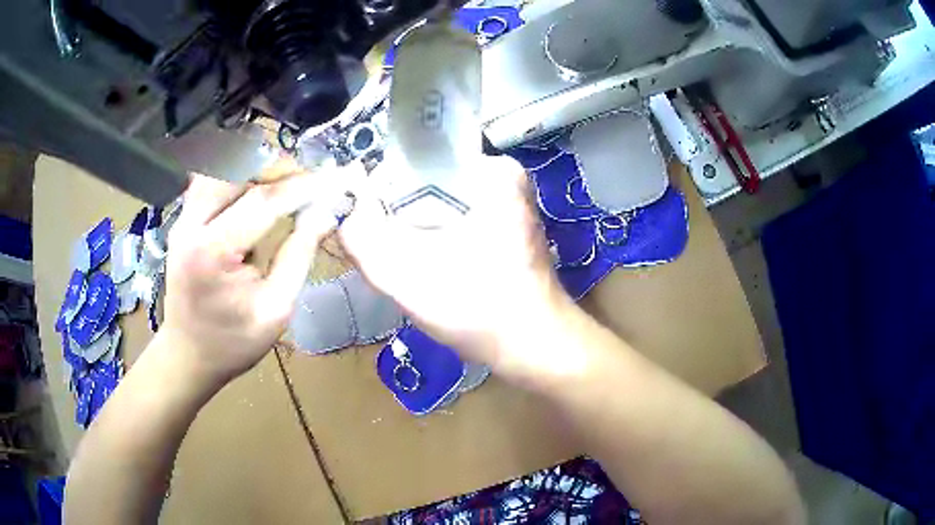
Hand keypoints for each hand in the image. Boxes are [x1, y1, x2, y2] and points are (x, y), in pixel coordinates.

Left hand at [160, 174, 336, 387]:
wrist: (189, 355)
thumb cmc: (233, 342)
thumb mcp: (275, 309)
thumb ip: (299, 255)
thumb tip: (325, 212)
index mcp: (211, 252)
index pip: (261, 201)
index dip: (301, 186)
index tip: (332, 181)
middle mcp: (190, 225)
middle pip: (237, 170)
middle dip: (277, 169)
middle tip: (308, 181)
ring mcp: (183, 219)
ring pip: (222, 168)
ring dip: (256, 168)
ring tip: (284, 183)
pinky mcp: (183, 220)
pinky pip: (212, 180)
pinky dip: (238, 175)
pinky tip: (256, 188)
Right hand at [340, 155, 571, 376]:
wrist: (536, 349)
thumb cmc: (480, 308)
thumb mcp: (407, 275)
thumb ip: (363, 238)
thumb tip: (342, 211)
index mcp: (490, 171)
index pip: (416, 161)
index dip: (382, 190)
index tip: (368, 225)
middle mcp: (503, 178)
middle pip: (428, 183)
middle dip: (399, 214)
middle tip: (386, 250)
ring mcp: (509, 204)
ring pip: (441, 204)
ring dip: (416, 230)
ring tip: (407, 262)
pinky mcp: (508, 229)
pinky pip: (457, 221)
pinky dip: (437, 239)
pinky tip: (430, 268)